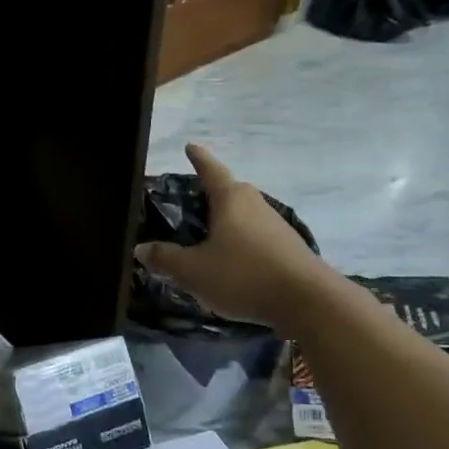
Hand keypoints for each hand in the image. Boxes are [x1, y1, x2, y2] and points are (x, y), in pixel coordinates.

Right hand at [134, 145, 323, 331]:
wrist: (308, 302)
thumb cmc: (243, 275)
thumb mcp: (193, 271)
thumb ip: (165, 258)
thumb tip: (141, 249)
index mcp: (230, 199)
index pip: (210, 170)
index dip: (198, 158)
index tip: (190, 146)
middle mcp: (254, 204)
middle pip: (228, 192)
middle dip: (209, 195)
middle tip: (189, 204)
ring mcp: (275, 225)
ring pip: (242, 217)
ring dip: (225, 223)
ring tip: (206, 238)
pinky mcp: (287, 248)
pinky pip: (255, 237)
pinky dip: (239, 243)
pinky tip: (231, 263)